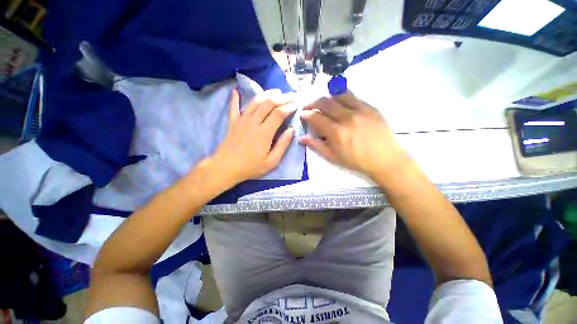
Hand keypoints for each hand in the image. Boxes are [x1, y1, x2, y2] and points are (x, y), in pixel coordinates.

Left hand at [210, 89, 295, 185]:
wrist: (225, 168)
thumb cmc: (250, 167)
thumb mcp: (271, 162)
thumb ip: (282, 145)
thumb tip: (291, 130)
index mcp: (264, 132)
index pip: (279, 113)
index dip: (289, 107)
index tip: (296, 105)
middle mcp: (253, 122)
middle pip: (268, 103)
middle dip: (281, 98)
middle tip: (290, 96)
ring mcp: (242, 120)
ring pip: (255, 102)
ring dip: (266, 94)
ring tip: (276, 91)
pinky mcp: (233, 122)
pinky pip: (234, 107)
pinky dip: (235, 98)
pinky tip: (236, 90)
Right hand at [299, 91, 408, 177]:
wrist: (384, 158)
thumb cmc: (355, 160)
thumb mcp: (332, 157)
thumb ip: (316, 145)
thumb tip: (301, 138)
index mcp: (336, 132)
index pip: (316, 117)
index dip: (306, 114)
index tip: (302, 114)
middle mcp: (346, 117)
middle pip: (325, 102)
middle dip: (313, 102)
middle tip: (309, 106)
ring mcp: (360, 110)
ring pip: (339, 94)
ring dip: (327, 96)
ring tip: (324, 102)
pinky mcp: (370, 107)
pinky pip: (353, 96)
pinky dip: (342, 97)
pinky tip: (340, 103)